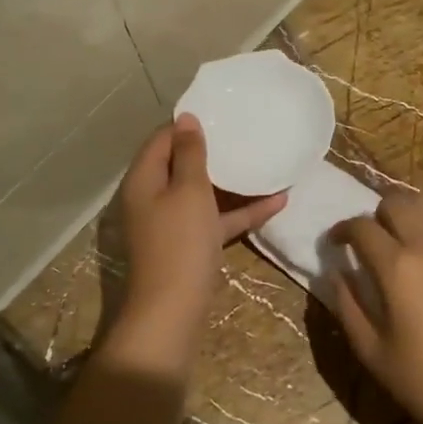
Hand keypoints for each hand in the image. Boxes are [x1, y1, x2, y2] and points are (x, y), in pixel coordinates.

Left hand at [114, 116, 286, 357]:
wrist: (173, 311)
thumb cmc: (180, 242)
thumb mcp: (189, 190)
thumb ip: (189, 153)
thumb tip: (185, 118)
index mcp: (144, 179)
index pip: (162, 138)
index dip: (188, 124)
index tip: (221, 112)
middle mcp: (153, 197)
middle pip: (182, 165)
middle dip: (214, 151)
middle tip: (245, 133)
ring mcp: (172, 223)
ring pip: (203, 192)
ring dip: (233, 181)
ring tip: (264, 162)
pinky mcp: (190, 245)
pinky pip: (216, 219)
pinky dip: (241, 210)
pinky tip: (278, 202)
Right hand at [331, 190, 422, 423]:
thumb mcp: (372, 351)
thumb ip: (347, 305)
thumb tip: (337, 272)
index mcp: (397, 267)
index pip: (361, 227)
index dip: (342, 230)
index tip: (336, 242)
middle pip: (396, 202)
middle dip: (376, 215)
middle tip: (373, 239)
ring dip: (409, 213)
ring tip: (405, 238)